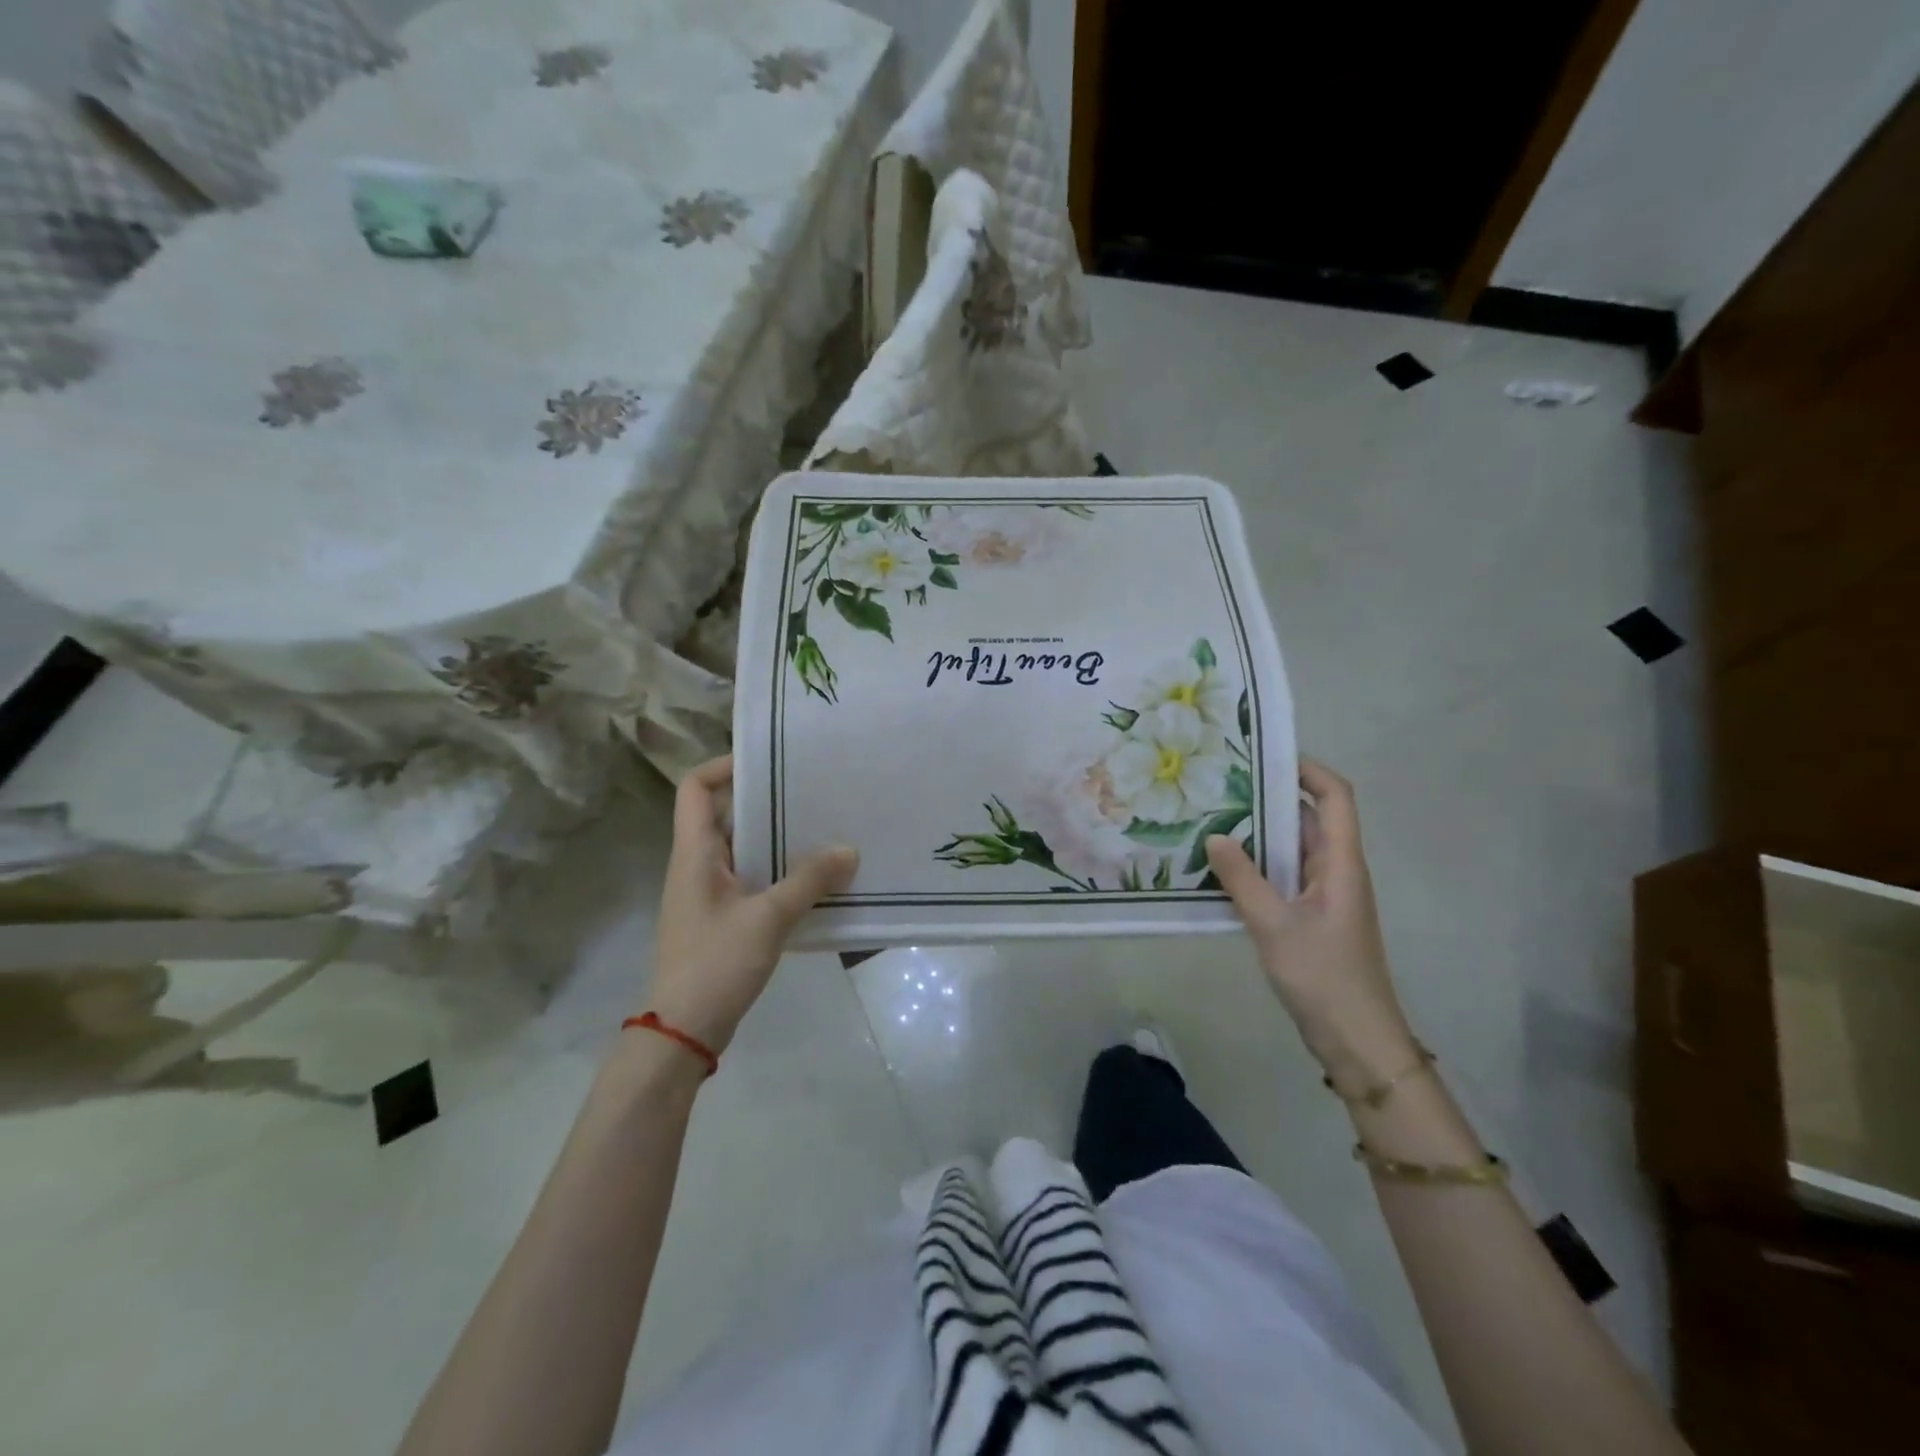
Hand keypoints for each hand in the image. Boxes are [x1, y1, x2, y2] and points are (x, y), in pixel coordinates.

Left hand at [646, 756, 857, 1052]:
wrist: (684, 1032)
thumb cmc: (715, 964)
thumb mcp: (767, 918)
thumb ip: (808, 881)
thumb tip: (849, 849)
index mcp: (694, 853)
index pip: (695, 788)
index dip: (724, 765)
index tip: (769, 762)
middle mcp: (698, 865)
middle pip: (727, 814)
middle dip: (768, 801)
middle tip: (814, 792)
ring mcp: (710, 893)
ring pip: (745, 849)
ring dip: (779, 839)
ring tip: (824, 829)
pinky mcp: (724, 919)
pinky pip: (754, 879)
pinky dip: (781, 872)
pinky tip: (817, 878)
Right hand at [1205, 758, 1418, 1092]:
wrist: (1358, 1041)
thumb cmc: (1324, 977)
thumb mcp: (1274, 925)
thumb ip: (1242, 879)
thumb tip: (1215, 836)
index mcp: (1341, 864)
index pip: (1335, 798)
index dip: (1308, 770)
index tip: (1265, 755)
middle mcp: (1336, 871)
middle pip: (1309, 819)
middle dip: (1271, 796)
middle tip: (1221, 784)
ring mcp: (1324, 895)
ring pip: (1293, 849)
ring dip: (1259, 833)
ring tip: (1211, 817)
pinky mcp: (1311, 917)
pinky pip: (1283, 876)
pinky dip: (1257, 865)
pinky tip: (1221, 868)